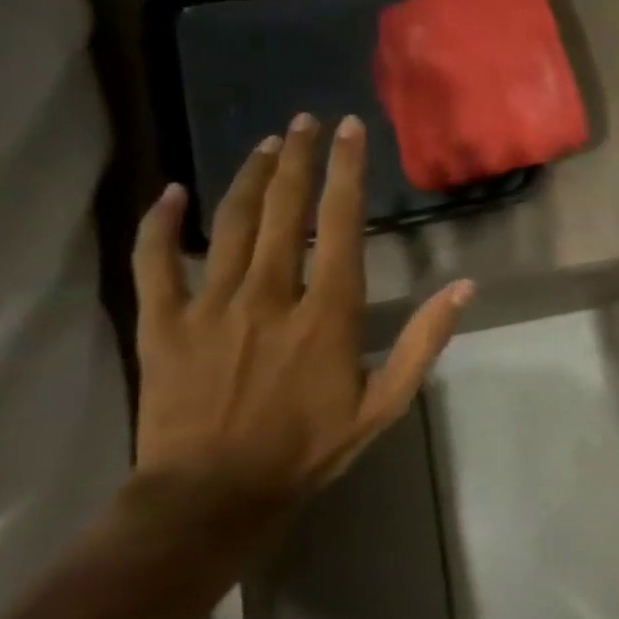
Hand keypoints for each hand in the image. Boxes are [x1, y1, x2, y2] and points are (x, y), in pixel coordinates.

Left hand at [128, 114, 473, 528]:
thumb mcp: (385, 403)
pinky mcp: (162, 324)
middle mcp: (269, 295)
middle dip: (299, 159)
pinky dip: (160, 223)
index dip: (348, 172)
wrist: (212, 497)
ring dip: (250, 178)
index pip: (340, 225)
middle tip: (306, 121)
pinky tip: (171, 191)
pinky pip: (154, 261)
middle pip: (283, 211)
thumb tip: (464, 287)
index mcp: (326, 313)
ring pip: (229, 224)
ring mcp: (210, 306)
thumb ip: (424, 341)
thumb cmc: (309, 449)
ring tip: (267, 144)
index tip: (350, 131)